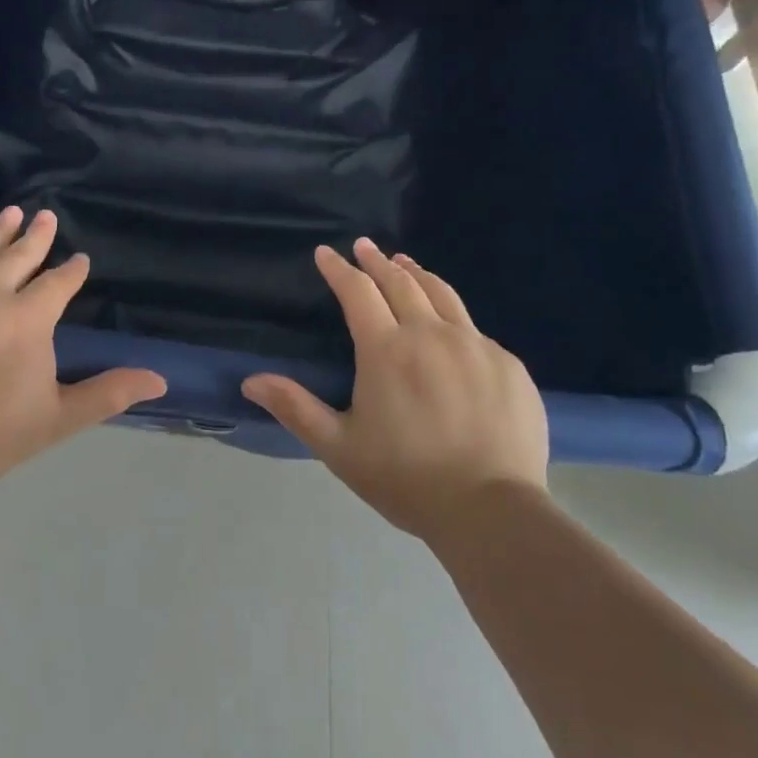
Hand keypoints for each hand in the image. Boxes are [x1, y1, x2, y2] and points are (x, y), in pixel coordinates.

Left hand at [0, 207, 166, 507]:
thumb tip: (161, 378)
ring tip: (10, 214)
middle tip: (46, 215)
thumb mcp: (56, 420)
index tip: (79, 261)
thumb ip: (108, 393)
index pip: (58, 283)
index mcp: (27, 318)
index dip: (72, 271)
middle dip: (36, 235)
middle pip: (17, 255)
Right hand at [242, 238, 548, 541]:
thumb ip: (296, 408)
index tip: (326, 253)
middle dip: (377, 261)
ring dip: (417, 273)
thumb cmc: (407, 479)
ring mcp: (474, 345)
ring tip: (405, 263)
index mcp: (386, 349)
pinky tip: (450, 325)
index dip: (339, 269)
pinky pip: (474, 328)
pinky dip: (452, 315)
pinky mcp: (507, 363)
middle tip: (364, 246)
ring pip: (441, 293)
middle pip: (400, 282)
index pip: (357, 291)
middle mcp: (430, 334)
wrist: (492, 512)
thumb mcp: (340, 448)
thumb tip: (250, 382)